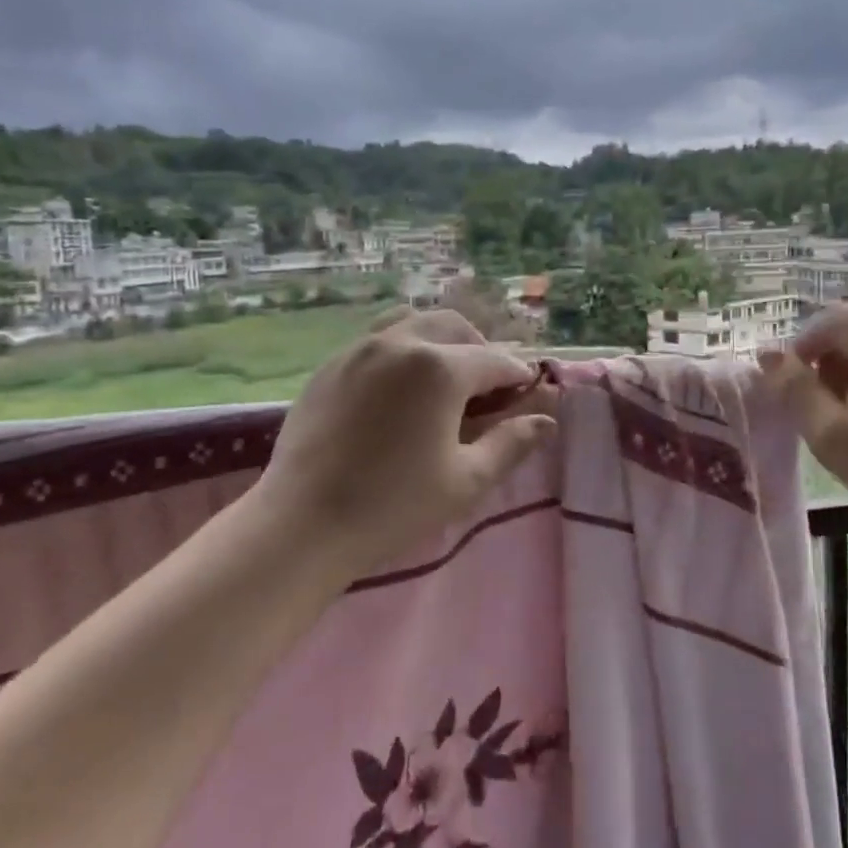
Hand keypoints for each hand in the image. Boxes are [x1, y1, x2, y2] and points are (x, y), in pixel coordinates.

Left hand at [254, 308, 557, 583]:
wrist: (301, 525)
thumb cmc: (393, 506)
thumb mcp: (466, 480)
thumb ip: (511, 444)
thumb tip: (546, 421)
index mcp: (439, 368)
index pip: (494, 361)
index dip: (517, 376)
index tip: (527, 393)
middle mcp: (400, 343)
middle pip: (454, 326)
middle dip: (479, 349)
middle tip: (487, 387)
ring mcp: (358, 349)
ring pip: (412, 322)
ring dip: (439, 340)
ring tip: (444, 377)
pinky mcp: (330, 366)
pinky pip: (377, 340)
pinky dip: (402, 350)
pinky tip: (400, 388)